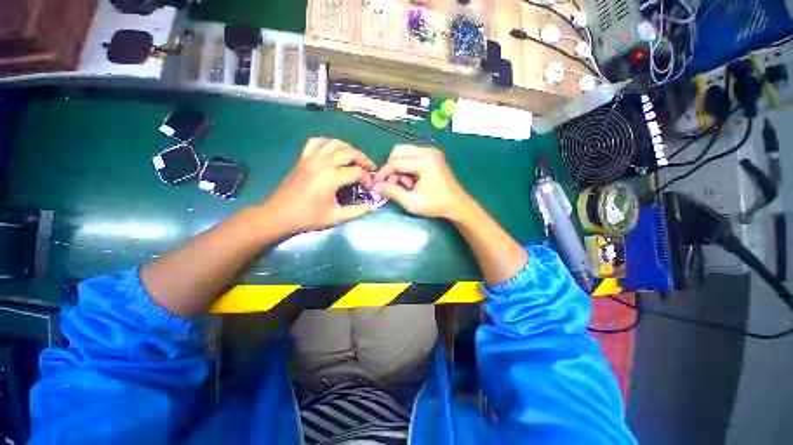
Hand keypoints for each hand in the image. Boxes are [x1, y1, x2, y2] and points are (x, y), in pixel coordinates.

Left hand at [261, 138, 376, 235]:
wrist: (279, 214)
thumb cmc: (308, 217)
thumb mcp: (336, 217)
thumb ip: (357, 211)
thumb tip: (372, 206)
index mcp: (331, 177)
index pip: (357, 171)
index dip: (367, 179)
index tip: (369, 188)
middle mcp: (322, 162)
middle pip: (349, 152)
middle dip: (363, 159)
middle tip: (370, 168)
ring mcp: (311, 158)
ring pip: (335, 143)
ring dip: (349, 149)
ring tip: (355, 159)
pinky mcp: (303, 158)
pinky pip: (316, 142)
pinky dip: (328, 143)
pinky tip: (333, 151)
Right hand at [373, 145, 472, 219]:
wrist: (458, 205)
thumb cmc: (436, 205)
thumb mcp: (412, 202)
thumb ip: (392, 192)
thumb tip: (375, 187)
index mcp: (425, 162)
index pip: (395, 162)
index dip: (383, 173)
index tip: (376, 184)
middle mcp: (428, 151)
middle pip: (398, 151)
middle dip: (392, 168)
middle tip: (394, 184)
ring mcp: (432, 152)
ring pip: (404, 153)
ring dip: (400, 168)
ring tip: (407, 185)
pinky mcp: (433, 156)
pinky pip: (412, 156)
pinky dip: (407, 167)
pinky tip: (413, 181)